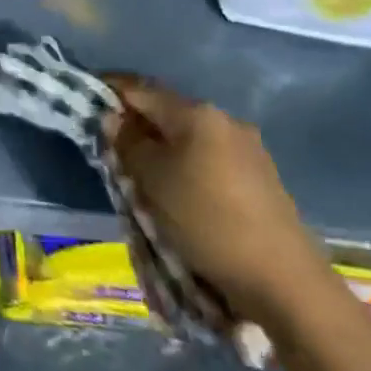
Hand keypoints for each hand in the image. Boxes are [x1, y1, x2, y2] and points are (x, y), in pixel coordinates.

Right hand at [105, 75, 336, 328]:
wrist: (286, 282)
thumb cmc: (207, 221)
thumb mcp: (152, 181)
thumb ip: (127, 143)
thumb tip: (113, 118)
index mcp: (196, 113)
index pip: (139, 88)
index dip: (108, 90)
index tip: (85, 102)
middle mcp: (224, 120)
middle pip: (166, 110)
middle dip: (136, 123)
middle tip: (110, 145)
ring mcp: (248, 148)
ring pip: (188, 136)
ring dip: (162, 146)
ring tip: (142, 173)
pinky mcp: (261, 177)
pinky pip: (209, 157)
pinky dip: (186, 164)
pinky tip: (179, 190)